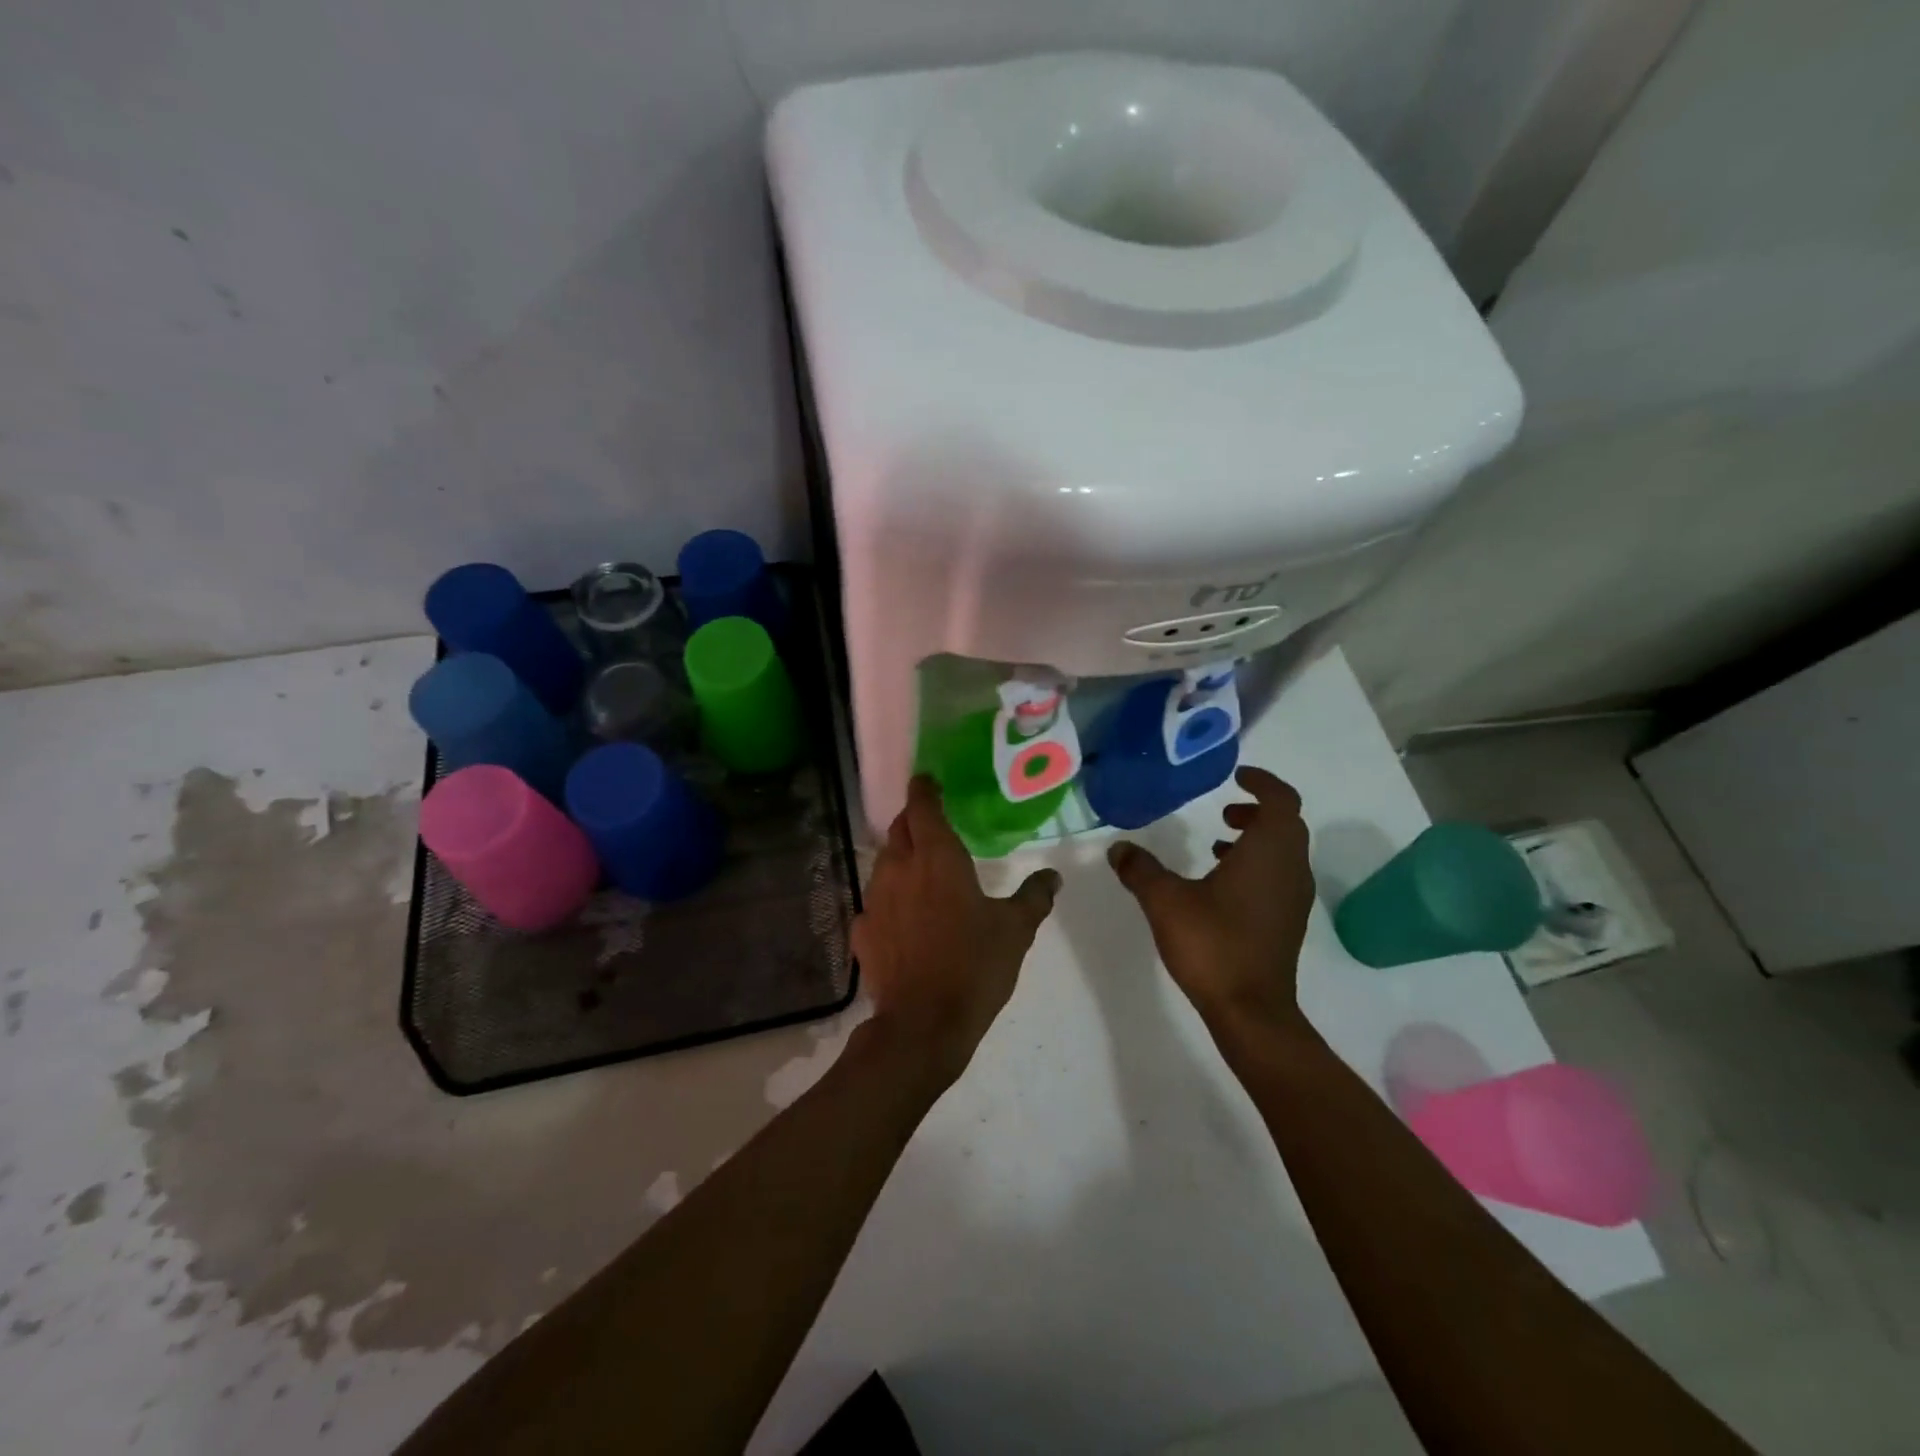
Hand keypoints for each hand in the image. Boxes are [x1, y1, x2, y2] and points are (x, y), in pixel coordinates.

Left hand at [852, 775, 1061, 1083]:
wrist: (923, 1024)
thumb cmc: (974, 966)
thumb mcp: (1016, 930)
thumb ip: (1034, 897)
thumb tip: (1053, 877)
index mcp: (937, 857)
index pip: (923, 806)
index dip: (924, 789)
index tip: (929, 781)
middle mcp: (900, 868)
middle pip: (899, 829)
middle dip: (913, 820)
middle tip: (932, 824)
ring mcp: (875, 899)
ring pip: (884, 862)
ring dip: (900, 858)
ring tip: (921, 870)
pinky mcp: (862, 931)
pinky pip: (875, 902)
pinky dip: (889, 900)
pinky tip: (903, 918)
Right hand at [1108, 765, 1314, 1037]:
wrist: (1250, 1010)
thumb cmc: (1213, 944)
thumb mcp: (1165, 901)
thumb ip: (1141, 869)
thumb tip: (1118, 848)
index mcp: (1269, 852)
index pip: (1281, 800)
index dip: (1262, 782)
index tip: (1237, 776)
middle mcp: (1290, 869)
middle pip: (1286, 824)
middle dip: (1257, 810)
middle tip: (1223, 809)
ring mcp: (1294, 898)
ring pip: (1284, 852)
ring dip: (1256, 839)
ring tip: (1217, 842)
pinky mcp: (1288, 921)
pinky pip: (1279, 876)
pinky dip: (1257, 864)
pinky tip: (1220, 883)